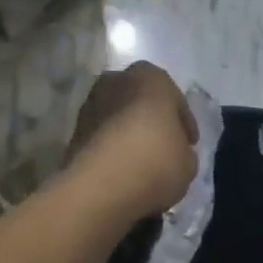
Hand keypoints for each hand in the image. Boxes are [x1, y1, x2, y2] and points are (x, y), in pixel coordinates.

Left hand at [64, 62, 198, 219]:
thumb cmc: (155, 161)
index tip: (189, 144)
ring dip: (128, 134)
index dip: (183, 123)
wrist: (100, 186)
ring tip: (141, 163)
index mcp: (150, 76)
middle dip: (152, 122)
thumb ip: (183, 151)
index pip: (174, 99)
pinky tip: (121, 170)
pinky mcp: (73, 130)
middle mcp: (117, 80)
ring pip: (119, 117)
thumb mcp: (187, 162)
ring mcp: (91, 103)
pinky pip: (102, 136)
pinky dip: (111, 148)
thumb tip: (175, 153)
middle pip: (142, 101)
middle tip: (164, 148)